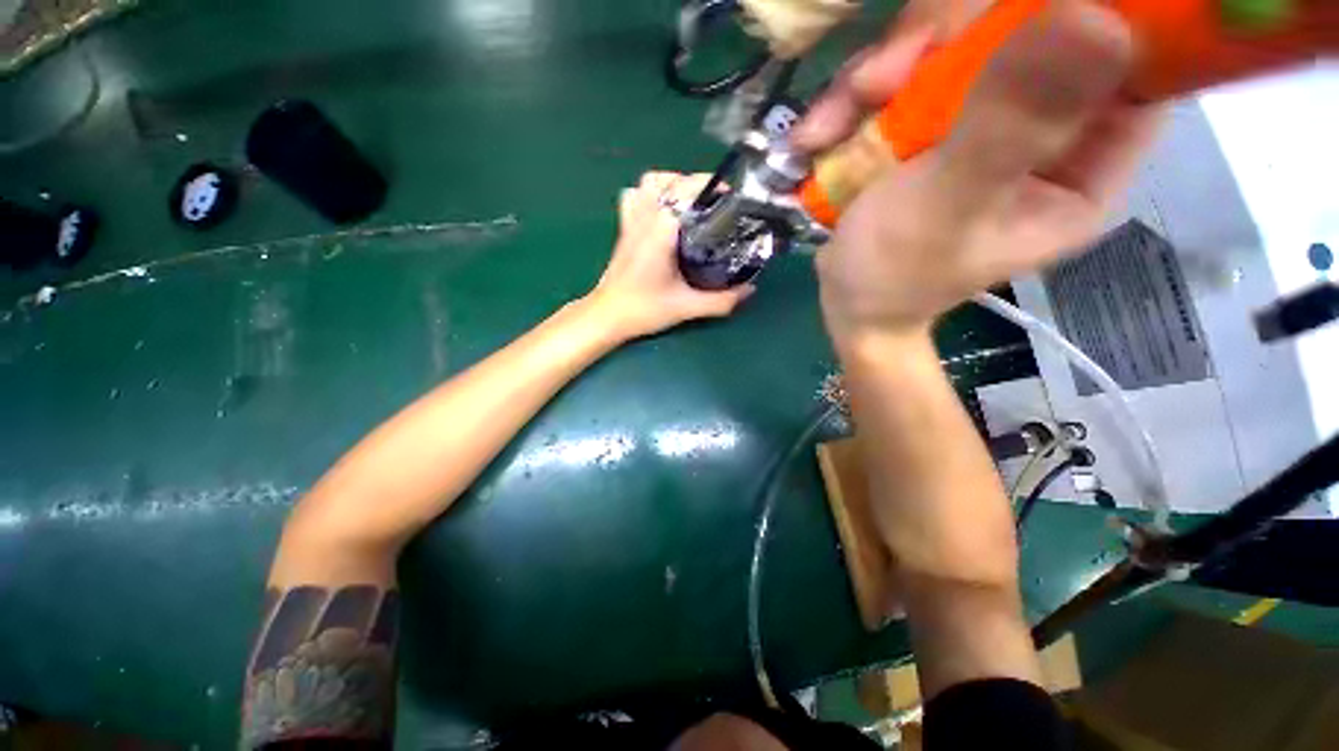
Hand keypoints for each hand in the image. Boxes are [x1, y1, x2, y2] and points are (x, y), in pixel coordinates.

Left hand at [587, 171, 753, 341]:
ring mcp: (631, 220)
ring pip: (650, 182)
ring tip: (692, 202)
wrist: (607, 316)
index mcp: (661, 230)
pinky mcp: (624, 228)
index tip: (731, 198)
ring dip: (673, 183)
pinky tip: (664, 210)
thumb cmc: (643, 310)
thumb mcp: (687, 307)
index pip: (687, 190)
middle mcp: (645, 217)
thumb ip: (721, 300)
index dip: (711, 187)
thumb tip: (750, 290)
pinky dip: (650, 194)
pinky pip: (635, 196)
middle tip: (717, 204)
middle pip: (672, 180)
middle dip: (698, 184)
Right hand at [796, 2, 1163, 341]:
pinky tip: (820, 136)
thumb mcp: (947, 209)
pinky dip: (855, 99)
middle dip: (942, 46)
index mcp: (1085, 166)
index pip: (1130, 61)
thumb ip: (1008, 126)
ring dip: (880, 76)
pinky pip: (906, 77)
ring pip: (956, 45)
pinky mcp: (934, 126)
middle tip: (878, 84)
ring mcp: (985, 123)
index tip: (1008, 17)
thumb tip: (1098, 17)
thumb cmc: (893, 275)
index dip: (1082, 16)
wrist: (843, 304)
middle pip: (1026, 32)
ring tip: (829, 127)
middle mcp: (1044, 133)